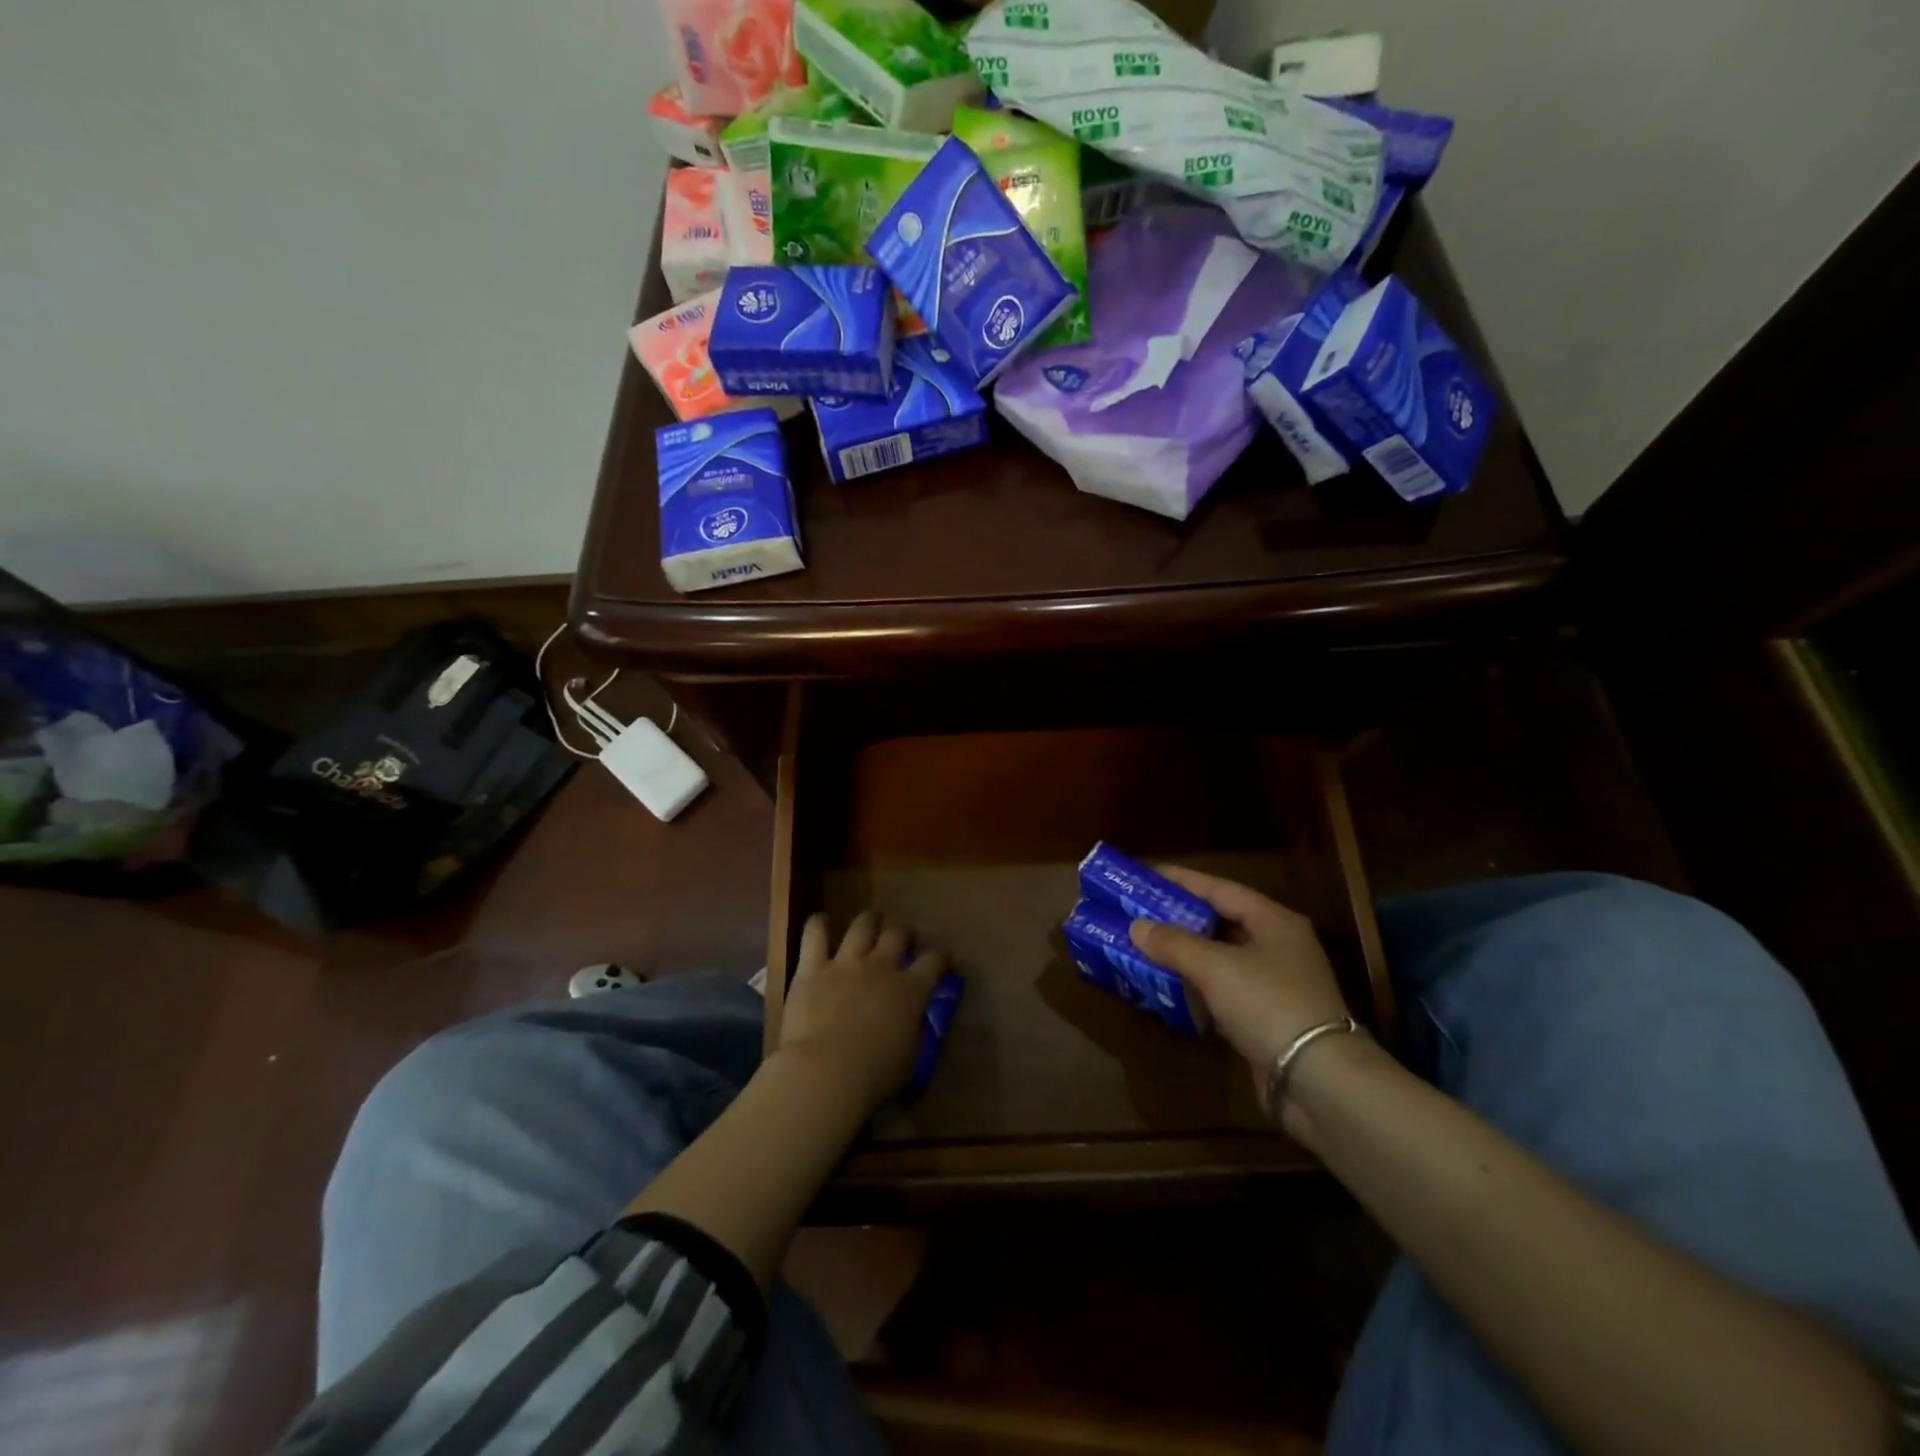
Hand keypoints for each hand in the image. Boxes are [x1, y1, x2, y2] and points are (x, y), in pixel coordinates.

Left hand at [774, 910, 945, 1114]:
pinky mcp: (813, 967)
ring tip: (870, 920)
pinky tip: (821, 921)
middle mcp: (882, 967)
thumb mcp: (909, 1058)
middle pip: (898, 934)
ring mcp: (847, 963)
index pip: (934, 961)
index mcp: (911, 991)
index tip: (942, 959)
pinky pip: (815, 934)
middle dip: (903, 932)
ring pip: (862, 925)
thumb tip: (910, 1024)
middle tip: (902, 938)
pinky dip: (818, 924)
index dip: (941, 957)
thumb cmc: (874, 1077)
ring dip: (869, 920)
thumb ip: (911, 1032)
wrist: (826, 1072)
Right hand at [1129, 867, 1352, 1096]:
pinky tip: (1168, 985)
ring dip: (1185, 953)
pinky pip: (1223, 990)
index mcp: (1274, 921)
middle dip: (1178, 917)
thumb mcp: (1215, 966)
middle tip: (1138, 910)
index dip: (1181, 880)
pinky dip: (1196, 985)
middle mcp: (1278, 946)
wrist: (1319, 1081)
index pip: (1220, 888)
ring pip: (1221, 957)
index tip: (1145, 874)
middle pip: (1220, 921)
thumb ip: (1174, 943)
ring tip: (1145, 944)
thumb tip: (1137, 927)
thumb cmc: (1268, 1004)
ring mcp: (1275, 984)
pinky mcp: (1267, 1018)